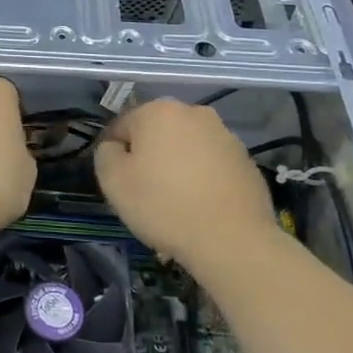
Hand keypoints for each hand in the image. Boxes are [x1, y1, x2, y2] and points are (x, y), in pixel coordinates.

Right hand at [95, 99, 275, 263]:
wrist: (233, 241)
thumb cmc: (164, 205)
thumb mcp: (112, 180)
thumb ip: (105, 153)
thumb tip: (117, 147)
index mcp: (159, 111)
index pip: (122, 126)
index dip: (115, 154)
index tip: (119, 182)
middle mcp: (194, 113)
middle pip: (157, 134)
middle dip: (149, 157)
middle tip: (145, 192)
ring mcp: (225, 136)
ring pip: (186, 148)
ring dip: (177, 166)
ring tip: (176, 203)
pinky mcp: (246, 162)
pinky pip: (212, 166)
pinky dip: (202, 179)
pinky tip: (201, 207)